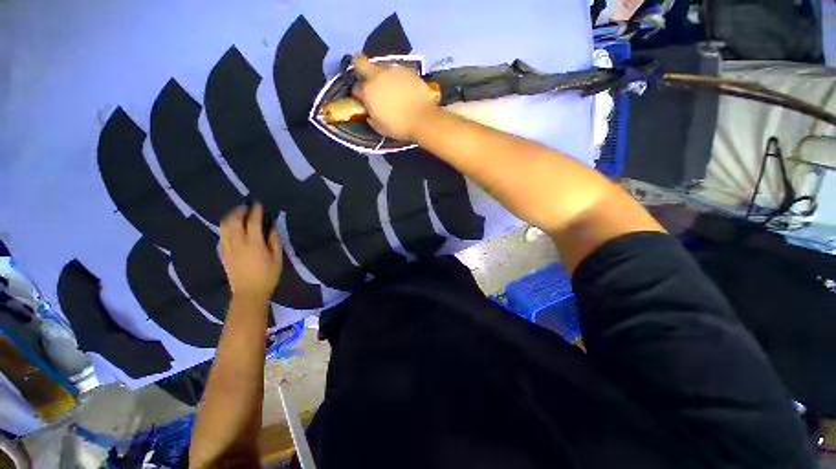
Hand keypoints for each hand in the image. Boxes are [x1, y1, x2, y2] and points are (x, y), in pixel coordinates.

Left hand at [219, 203, 282, 302]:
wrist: (248, 293)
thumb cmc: (267, 276)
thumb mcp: (277, 259)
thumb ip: (274, 241)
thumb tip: (272, 227)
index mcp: (254, 244)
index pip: (253, 222)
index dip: (256, 211)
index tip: (258, 204)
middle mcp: (238, 243)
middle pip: (233, 221)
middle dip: (239, 211)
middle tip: (246, 206)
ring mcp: (227, 248)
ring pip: (224, 227)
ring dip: (230, 217)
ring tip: (238, 213)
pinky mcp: (222, 254)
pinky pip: (221, 236)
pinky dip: (226, 227)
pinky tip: (232, 228)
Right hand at [351, 54, 439, 140]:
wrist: (423, 119)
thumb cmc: (399, 127)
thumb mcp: (380, 128)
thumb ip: (371, 117)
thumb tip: (370, 112)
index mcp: (368, 91)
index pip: (356, 88)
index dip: (359, 94)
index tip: (364, 100)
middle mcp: (377, 76)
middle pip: (360, 62)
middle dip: (359, 67)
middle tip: (367, 78)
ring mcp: (392, 70)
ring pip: (380, 65)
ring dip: (381, 74)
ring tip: (390, 86)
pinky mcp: (407, 69)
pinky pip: (396, 70)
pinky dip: (396, 77)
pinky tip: (402, 87)